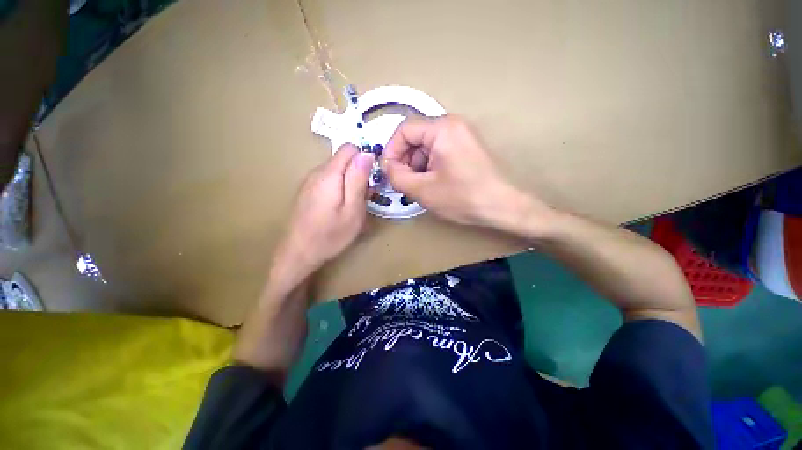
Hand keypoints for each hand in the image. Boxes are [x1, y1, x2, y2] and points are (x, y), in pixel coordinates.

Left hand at [274, 145, 373, 279]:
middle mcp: (316, 172)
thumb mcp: (353, 209)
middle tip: (363, 198)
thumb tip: (366, 153)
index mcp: (329, 174)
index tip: (370, 180)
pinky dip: (339, 188)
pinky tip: (339, 208)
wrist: (299, 253)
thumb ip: (358, 179)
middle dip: (358, 174)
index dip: (364, 160)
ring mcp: (309, 181)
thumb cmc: (331, 234)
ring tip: (352, 206)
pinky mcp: (306, 190)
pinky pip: (328, 180)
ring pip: (337, 171)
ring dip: (349, 183)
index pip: (350, 149)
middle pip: (343, 160)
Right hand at [382, 115, 545, 229]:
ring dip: (417, 164)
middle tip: (405, 181)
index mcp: (442, 129)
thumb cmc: (463, 197)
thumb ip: (397, 176)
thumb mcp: (423, 190)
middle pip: (416, 136)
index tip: (389, 172)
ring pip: (427, 144)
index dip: (391, 150)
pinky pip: (439, 150)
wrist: (503, 205)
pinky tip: (433, 182)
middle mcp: (453, 124)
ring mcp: (462, 134)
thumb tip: (387, 166)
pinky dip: (430, 165)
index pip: (404, 130)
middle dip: (405, 159)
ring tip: (420, 185)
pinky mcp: (467, 146)